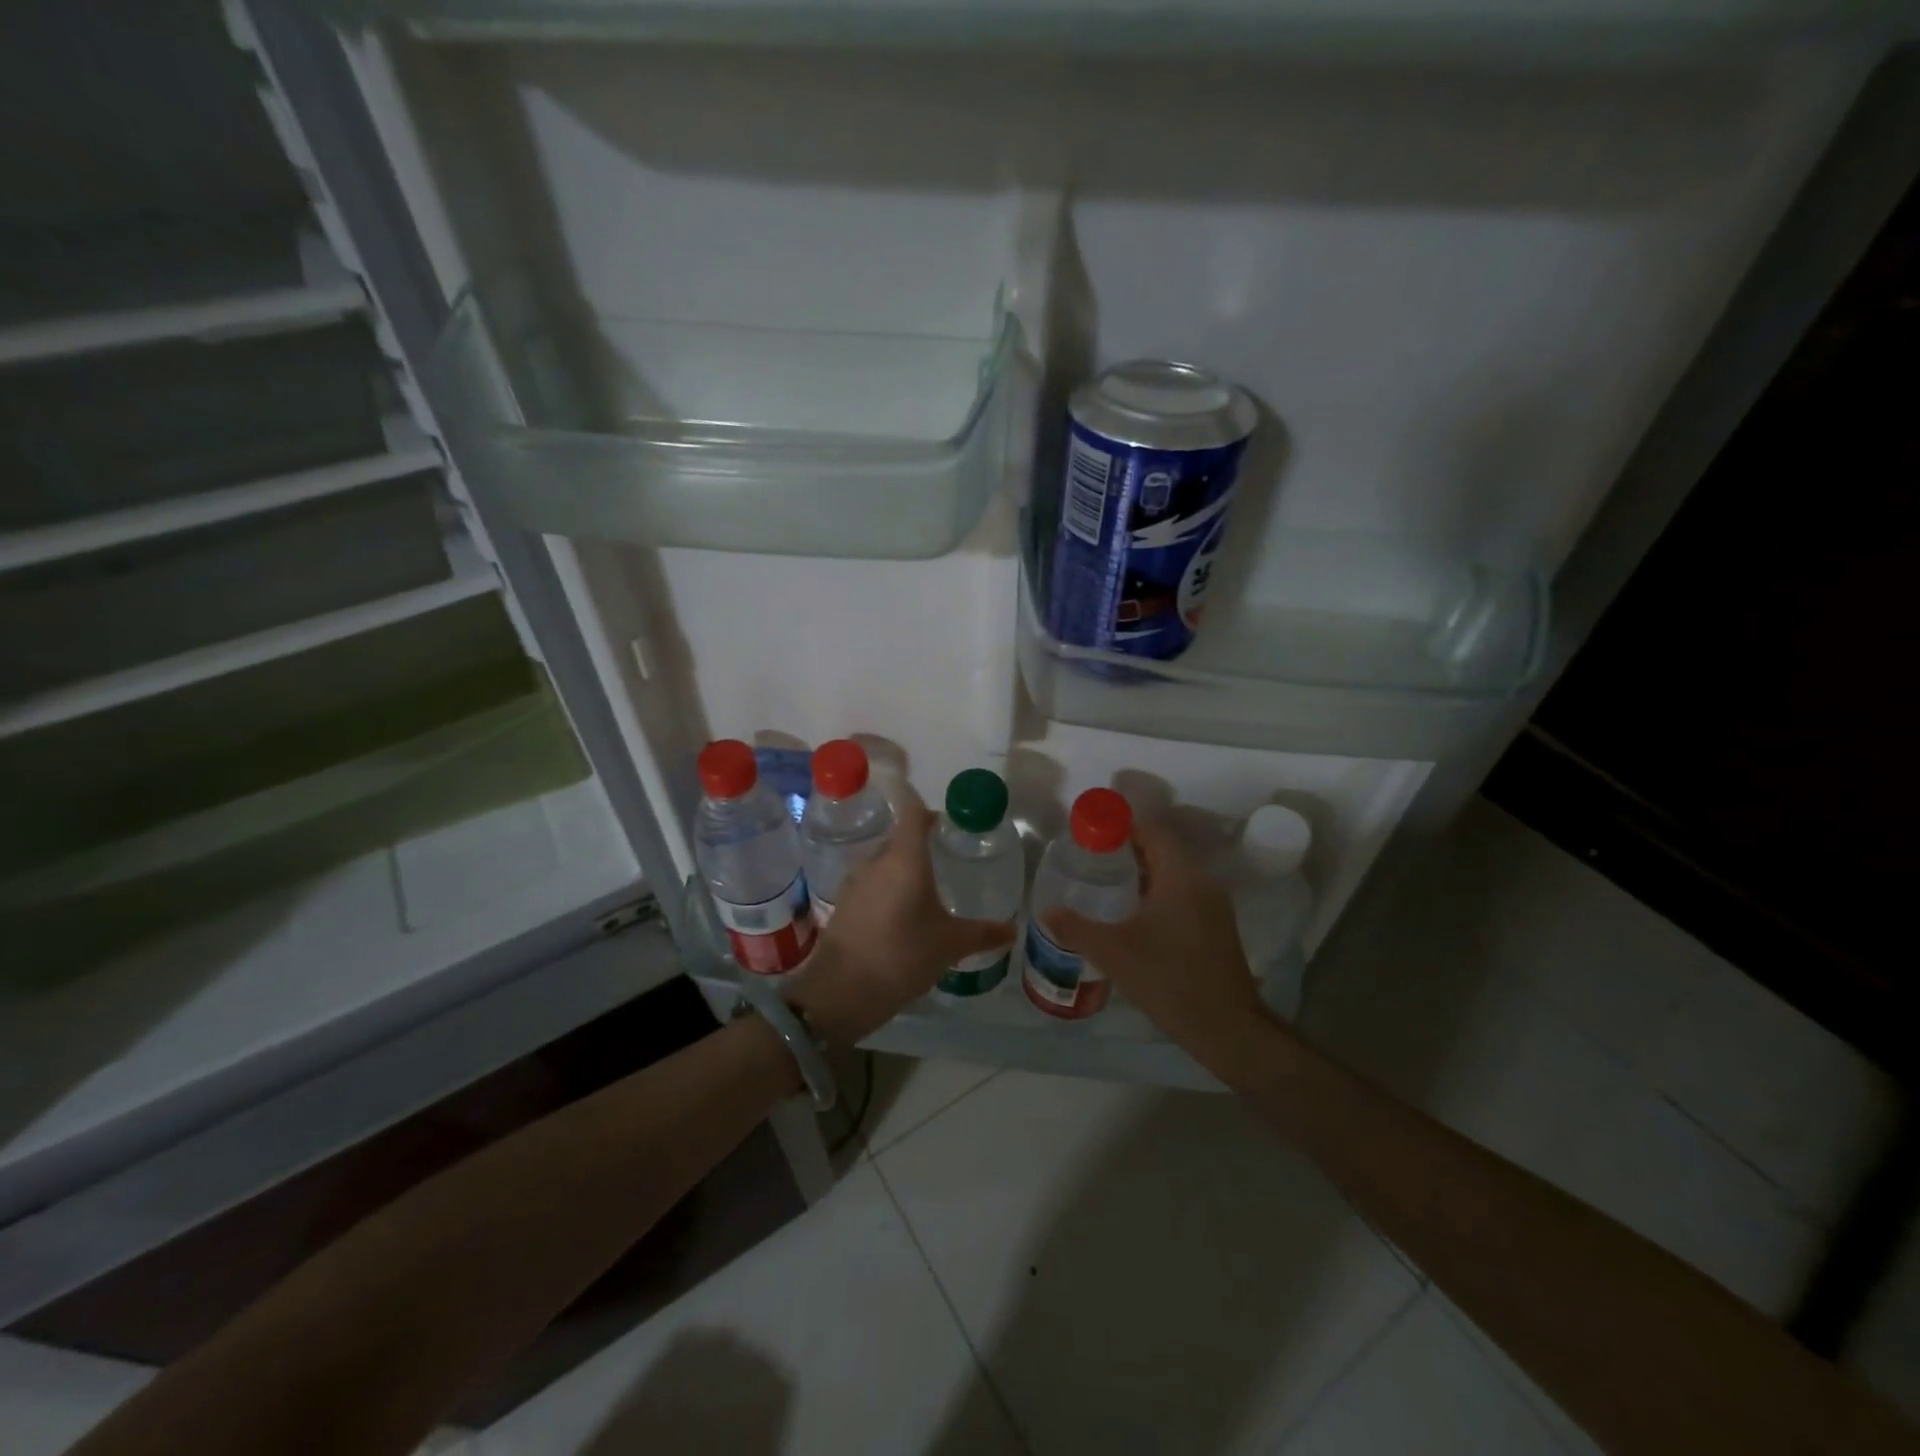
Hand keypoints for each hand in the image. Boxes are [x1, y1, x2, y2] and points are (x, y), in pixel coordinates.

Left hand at [785, 783, 1013, 1045]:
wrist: (841, 991)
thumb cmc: (903, 956)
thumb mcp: (950, 945)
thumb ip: (984, 933)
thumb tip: (1013, 930)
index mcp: (905, 858)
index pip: (914, 812)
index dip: (931, 811)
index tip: (950, 822)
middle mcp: (877, 860)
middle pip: (901, 838)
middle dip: (922, 844)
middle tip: (948, 858)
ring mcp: (855, 881)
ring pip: (884, 862)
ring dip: (903, 869)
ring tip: (928, 888)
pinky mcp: (843, 903)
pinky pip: (871, 883)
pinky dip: (887, 889)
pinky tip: (902, 913)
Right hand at [1043, 818, 1293, 1085]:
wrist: (1227, 1029)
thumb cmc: (1169, 979)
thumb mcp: (1113, 953)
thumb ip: (1076, 928)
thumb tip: (1046, 911)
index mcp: (1181, 877)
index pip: (1153, 831)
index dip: (1123, 827)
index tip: (1092, 836)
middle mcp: (1202, 883)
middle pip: (1164, 851)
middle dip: (1128, 851)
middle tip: (1092, 861)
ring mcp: (1214, 906)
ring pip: (1174, 875)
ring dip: (1143, 875)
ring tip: (1107, 886)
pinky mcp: (1217, 928)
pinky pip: (1183, 896)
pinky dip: (1158, 895)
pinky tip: (1134, 917)